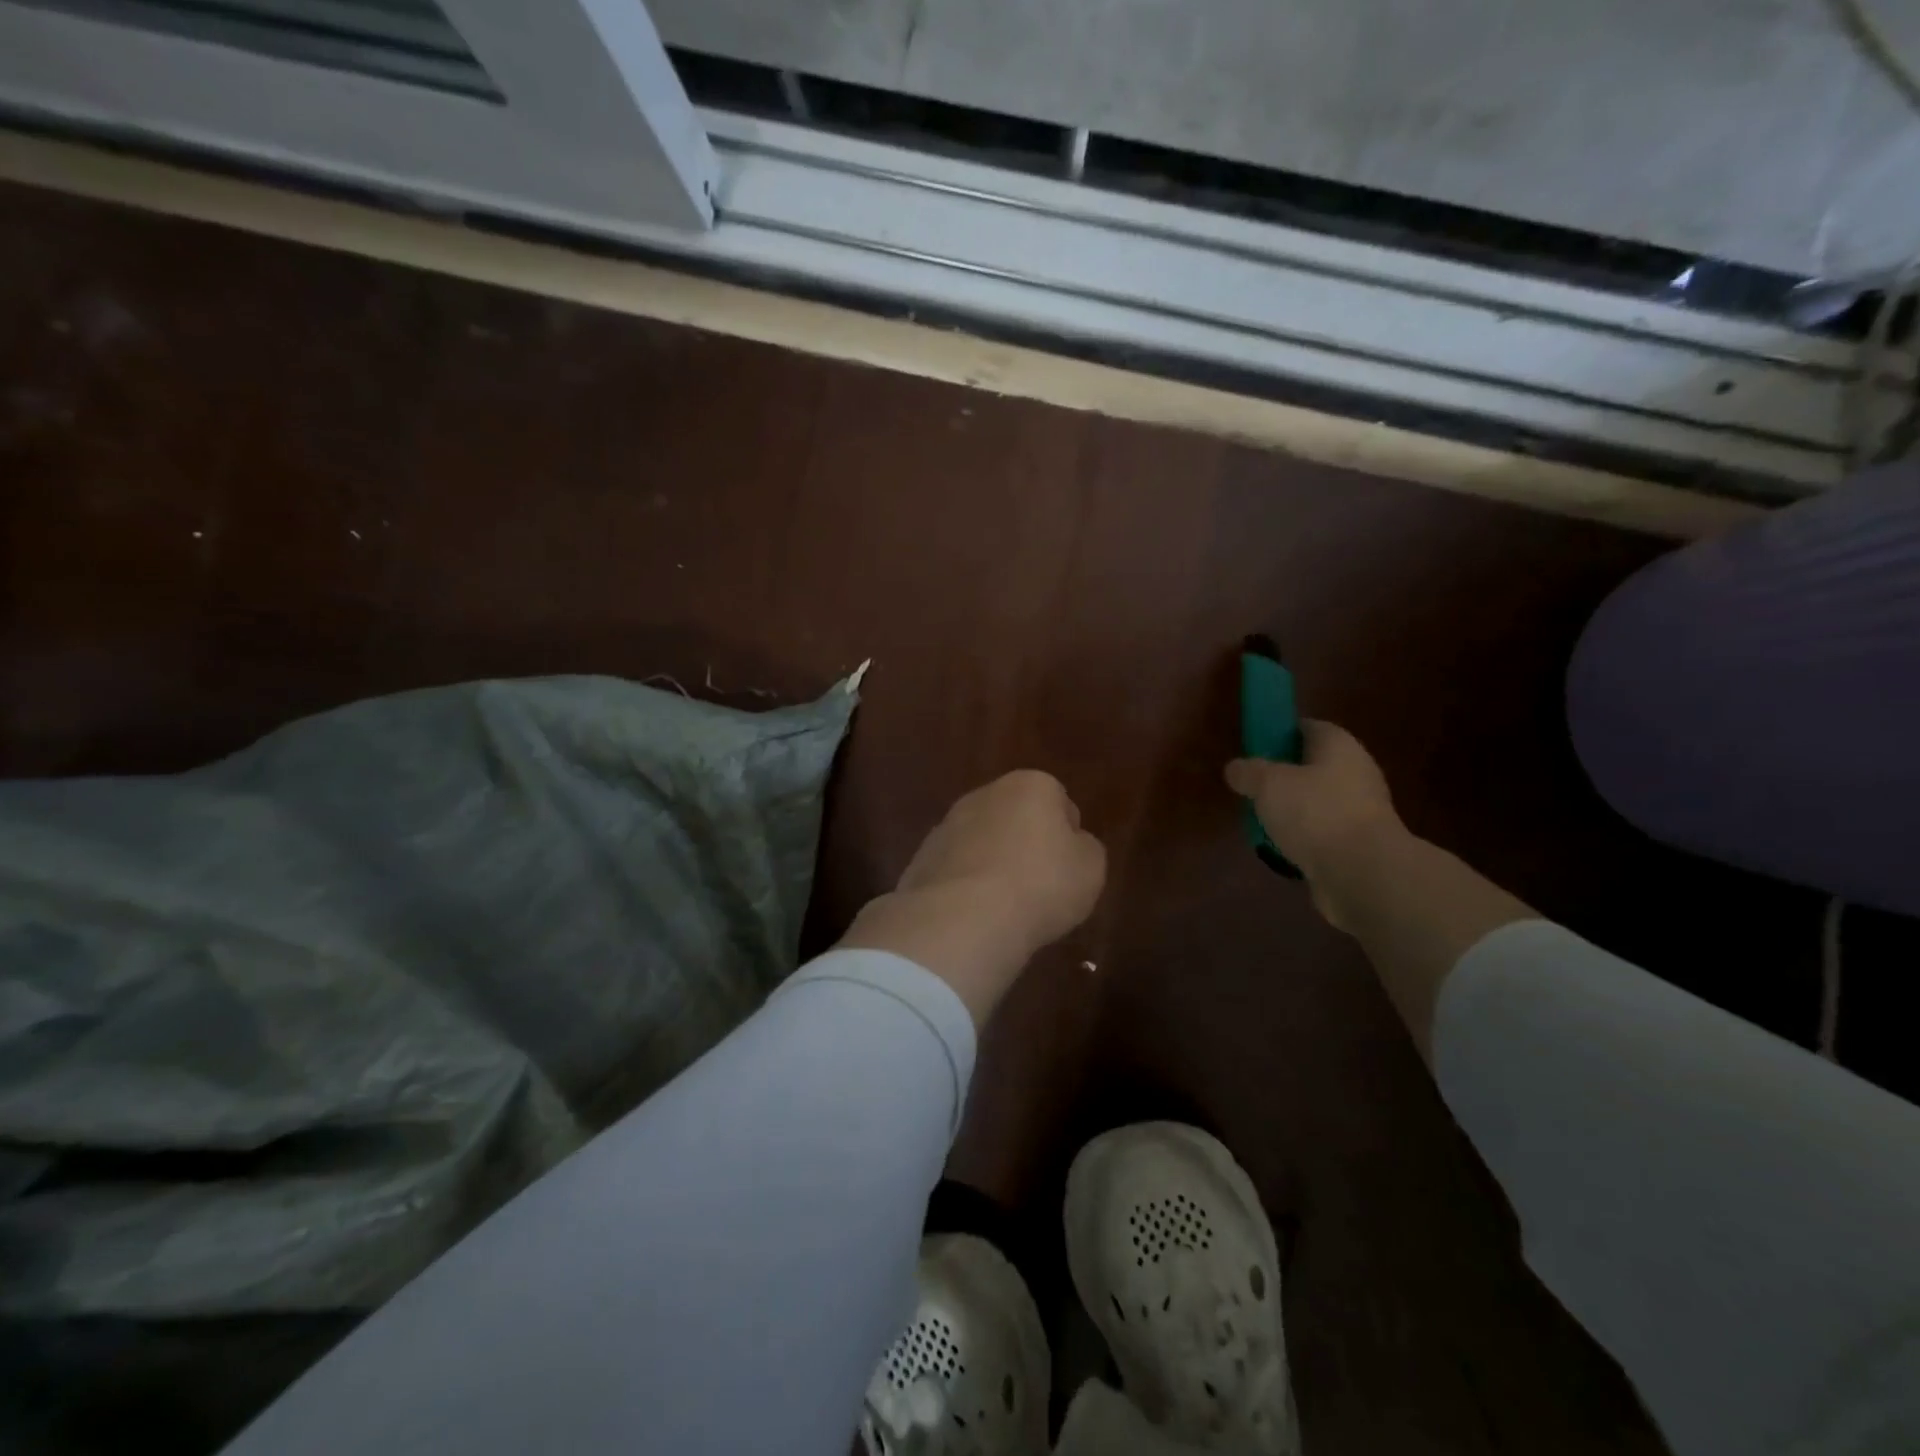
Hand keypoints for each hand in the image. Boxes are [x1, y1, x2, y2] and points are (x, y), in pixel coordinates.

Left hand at [841, 770, 1106, 1024]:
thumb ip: (1084, 849)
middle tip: (1040, 886)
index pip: (1058, 800)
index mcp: (1030, 785)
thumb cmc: (1040, 885)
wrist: (963, 918)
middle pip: (1015, 817)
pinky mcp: (921, 859)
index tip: (1069, 867)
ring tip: (1005, 908)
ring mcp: (947, 825)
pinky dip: (965, 888)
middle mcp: (984, 795)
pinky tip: (974, 916)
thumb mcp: (1090, 869)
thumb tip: (1071, 844)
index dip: (1067, 834)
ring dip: (992, 865)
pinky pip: (956, 870)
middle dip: (1025, 844)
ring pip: (981, 842)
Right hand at [1225, 720, 1404, 929]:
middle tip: (1253, 786)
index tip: (1255, 748)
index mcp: (1338, 746)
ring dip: (1292, 810)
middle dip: (1283, 776)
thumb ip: (1248, 772)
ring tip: (1261, 820)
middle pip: (1313, 765)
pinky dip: (1303, 837)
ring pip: (1317, 801)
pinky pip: (1322, 832)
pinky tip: (1280, 848)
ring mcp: (1360, 810)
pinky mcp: (1358, 843)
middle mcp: (1355, 772)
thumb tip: (1236, 768)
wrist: (1362, 872)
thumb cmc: (1315, 813)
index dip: (1280, 733)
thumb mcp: (1267, 784)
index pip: (1307, 727)